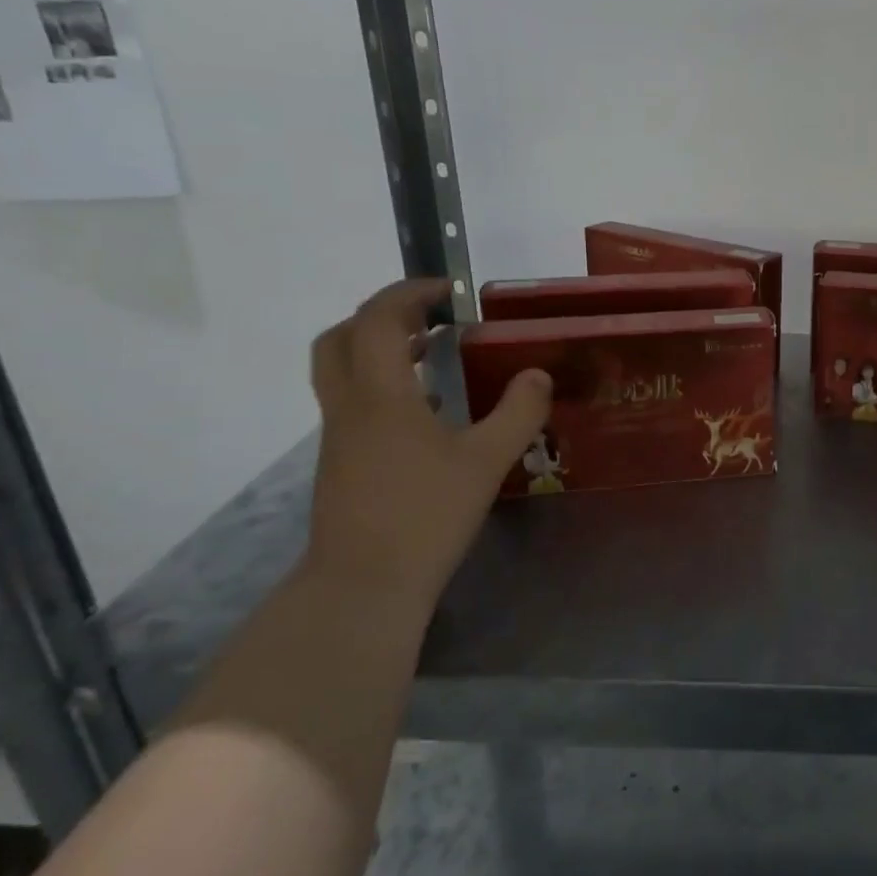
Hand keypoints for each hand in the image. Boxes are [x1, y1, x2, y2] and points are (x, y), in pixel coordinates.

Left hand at [305, 279, 549, 601]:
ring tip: (430, 355)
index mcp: (381, 395)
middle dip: (380, 315)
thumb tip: (538, 374)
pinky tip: (424, 411)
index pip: (377, 319)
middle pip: (340, 337)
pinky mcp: (340, 463)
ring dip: (377, 349)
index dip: (408, 293)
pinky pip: (352, 402)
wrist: (363, 585)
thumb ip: (518, 412)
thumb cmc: (426, 515)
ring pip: (340, 370)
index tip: (447, 290)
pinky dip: (381, 385)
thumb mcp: (487, 461)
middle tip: (427, 317)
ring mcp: (338, 437)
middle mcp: (349, 406)